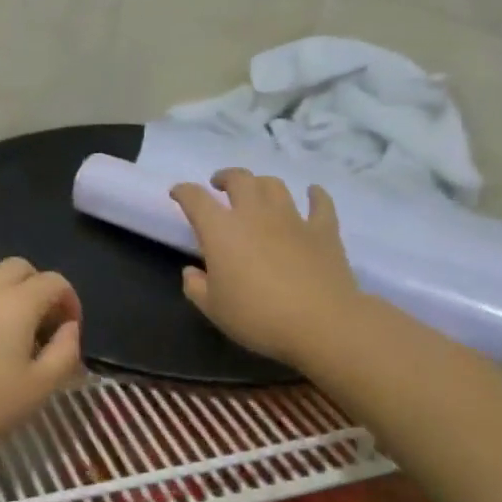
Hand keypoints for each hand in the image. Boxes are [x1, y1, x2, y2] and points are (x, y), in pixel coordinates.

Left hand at [0, 258, 83, 459]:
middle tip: (41, 325)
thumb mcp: (37, 389)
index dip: (70, 301)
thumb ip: (64, 353)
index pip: (54, 282)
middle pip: (20, 267)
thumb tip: (69, 328)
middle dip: (38, 288)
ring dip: (6, 288)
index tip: (69, 330)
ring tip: (7, 325)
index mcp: (18, 302)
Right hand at [170, 169, 362, 368]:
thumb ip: (196, 286)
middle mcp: (254, 214)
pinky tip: (312, 193)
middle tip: (220, 185)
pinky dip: (315, 195)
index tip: (177, 193)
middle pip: (239, 179)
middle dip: (225, 177)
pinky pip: (320, 203)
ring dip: (261, 183)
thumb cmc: (258, 317)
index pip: (195, 199)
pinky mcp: (323, 230)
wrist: (322, 324)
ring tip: (257, 192)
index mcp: (221, 230)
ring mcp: (292, 219)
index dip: (183, 192)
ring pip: (274, 185)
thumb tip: (192, 272)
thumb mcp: (213, 308)